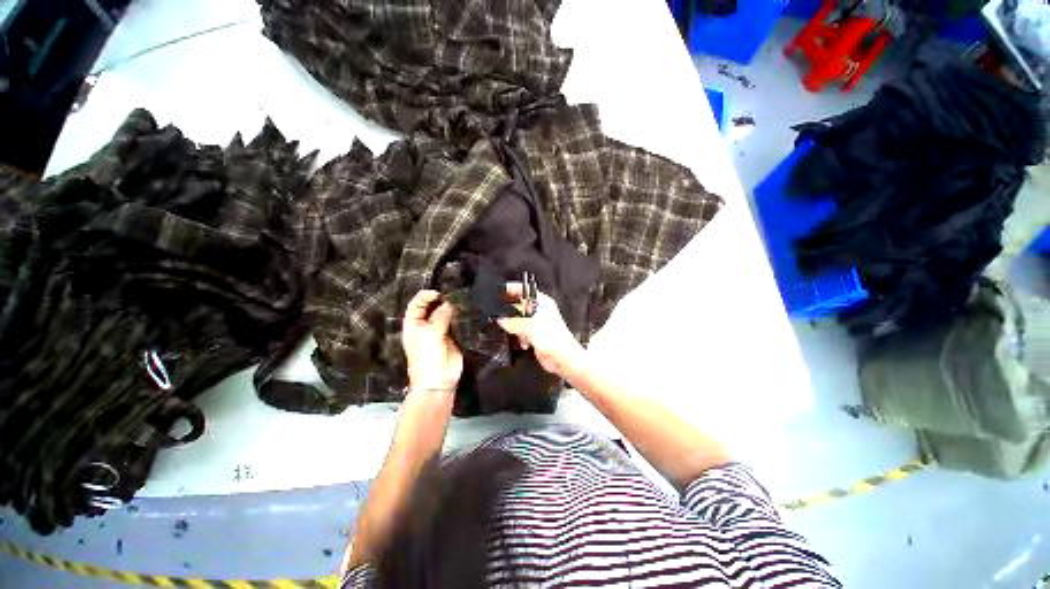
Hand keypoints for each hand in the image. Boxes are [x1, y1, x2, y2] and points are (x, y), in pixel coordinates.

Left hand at [402, 290, 462, 390]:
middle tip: (454, 294)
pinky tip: (467, 310)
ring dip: (452, 307)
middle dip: (441, 299)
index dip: (425, 296)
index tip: (439, 293)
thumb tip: (449, 303)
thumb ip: (440, 316)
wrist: (439, 380)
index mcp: (414, 324)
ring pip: (446, 314)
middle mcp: (426, 325)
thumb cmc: (427, 357)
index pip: (416, 304)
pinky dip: (461, 316)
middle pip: (432, 307)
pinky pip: (456, 323)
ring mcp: (440, 330)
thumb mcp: (430, 334)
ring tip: (462, 299)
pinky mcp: (453, 336)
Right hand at [496, 283, 585, 378]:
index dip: (512, 289)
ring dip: (515, 327)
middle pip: (520, 305)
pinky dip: (519, 337)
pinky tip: (523, 342)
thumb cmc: (555, 340)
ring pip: (519, 320)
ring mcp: (538, 323)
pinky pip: (521, 332)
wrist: (563, 359)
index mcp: (543, 302)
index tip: (501, 292)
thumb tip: (501, 320)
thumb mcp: (530, 327)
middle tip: (503, 316)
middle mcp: (540, 310)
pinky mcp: (535, 335)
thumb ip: (513, 322)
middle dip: (511, 312)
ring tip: (516, 332)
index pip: (525, 290)